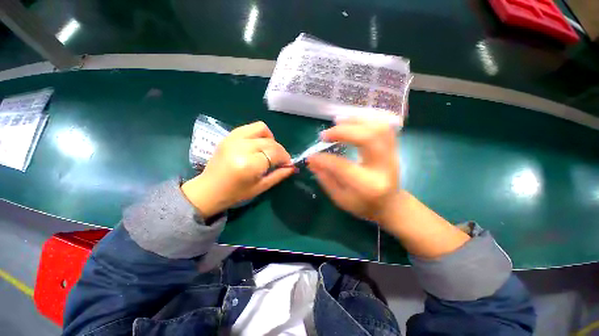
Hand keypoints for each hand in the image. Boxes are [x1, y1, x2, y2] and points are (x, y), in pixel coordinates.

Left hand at [181, 121, 293, 217]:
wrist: (208, 190)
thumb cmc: (235, 194)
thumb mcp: (261, 187)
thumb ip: (279, 175)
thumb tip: (293, 167)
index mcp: (249, 164)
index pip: (275, 153)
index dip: (285, 158)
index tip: (288, 164)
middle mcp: (241, 147)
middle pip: (270, 142)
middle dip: (280, 151)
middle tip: (280, 160)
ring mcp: (233, 139)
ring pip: (261, 129)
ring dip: (270, 139)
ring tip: (269, 150)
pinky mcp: (229, 136)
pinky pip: (250, 127)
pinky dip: (259, 134)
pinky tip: (259, 145)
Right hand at [307, 118, 399, 224]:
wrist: (391, 205)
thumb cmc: (363, 205)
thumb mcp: (340, 199)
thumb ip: (326, 179)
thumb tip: (311, 161)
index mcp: (367, 185)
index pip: (342, 166)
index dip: (324, 159)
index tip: (311, 156)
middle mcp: (382, 167)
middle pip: (367, 138)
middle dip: (342, 132)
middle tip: (325, 135)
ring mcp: (392, 155)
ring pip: (378, 128)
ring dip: (356, 120)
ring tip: (338, 121)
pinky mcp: (393, 148)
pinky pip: (384, 127)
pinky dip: (368, 119)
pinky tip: (354, 121)